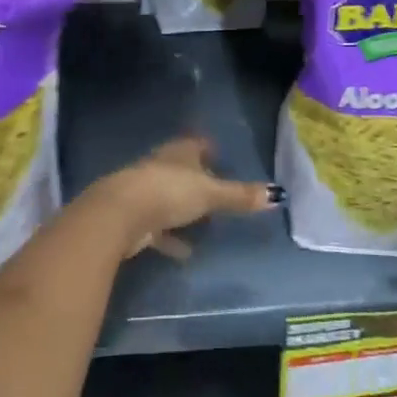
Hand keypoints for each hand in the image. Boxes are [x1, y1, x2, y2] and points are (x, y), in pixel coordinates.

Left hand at [82, 135, 274, 259]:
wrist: (119, 215)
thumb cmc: (168, 192)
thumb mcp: (210, 194)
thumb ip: (240, 196)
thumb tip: (277, 194)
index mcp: (179, 152)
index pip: (196, 144)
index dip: (207, 148)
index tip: (219, 155)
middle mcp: (160, 166)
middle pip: (181, 170)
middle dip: (196, 179)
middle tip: (216, 191)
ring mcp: (144, 192)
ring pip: (168, 197)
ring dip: (182, 208)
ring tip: (203, 223)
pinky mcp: (134, 218)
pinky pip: (158, 227)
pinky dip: (171, 237)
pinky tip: (185, 252)